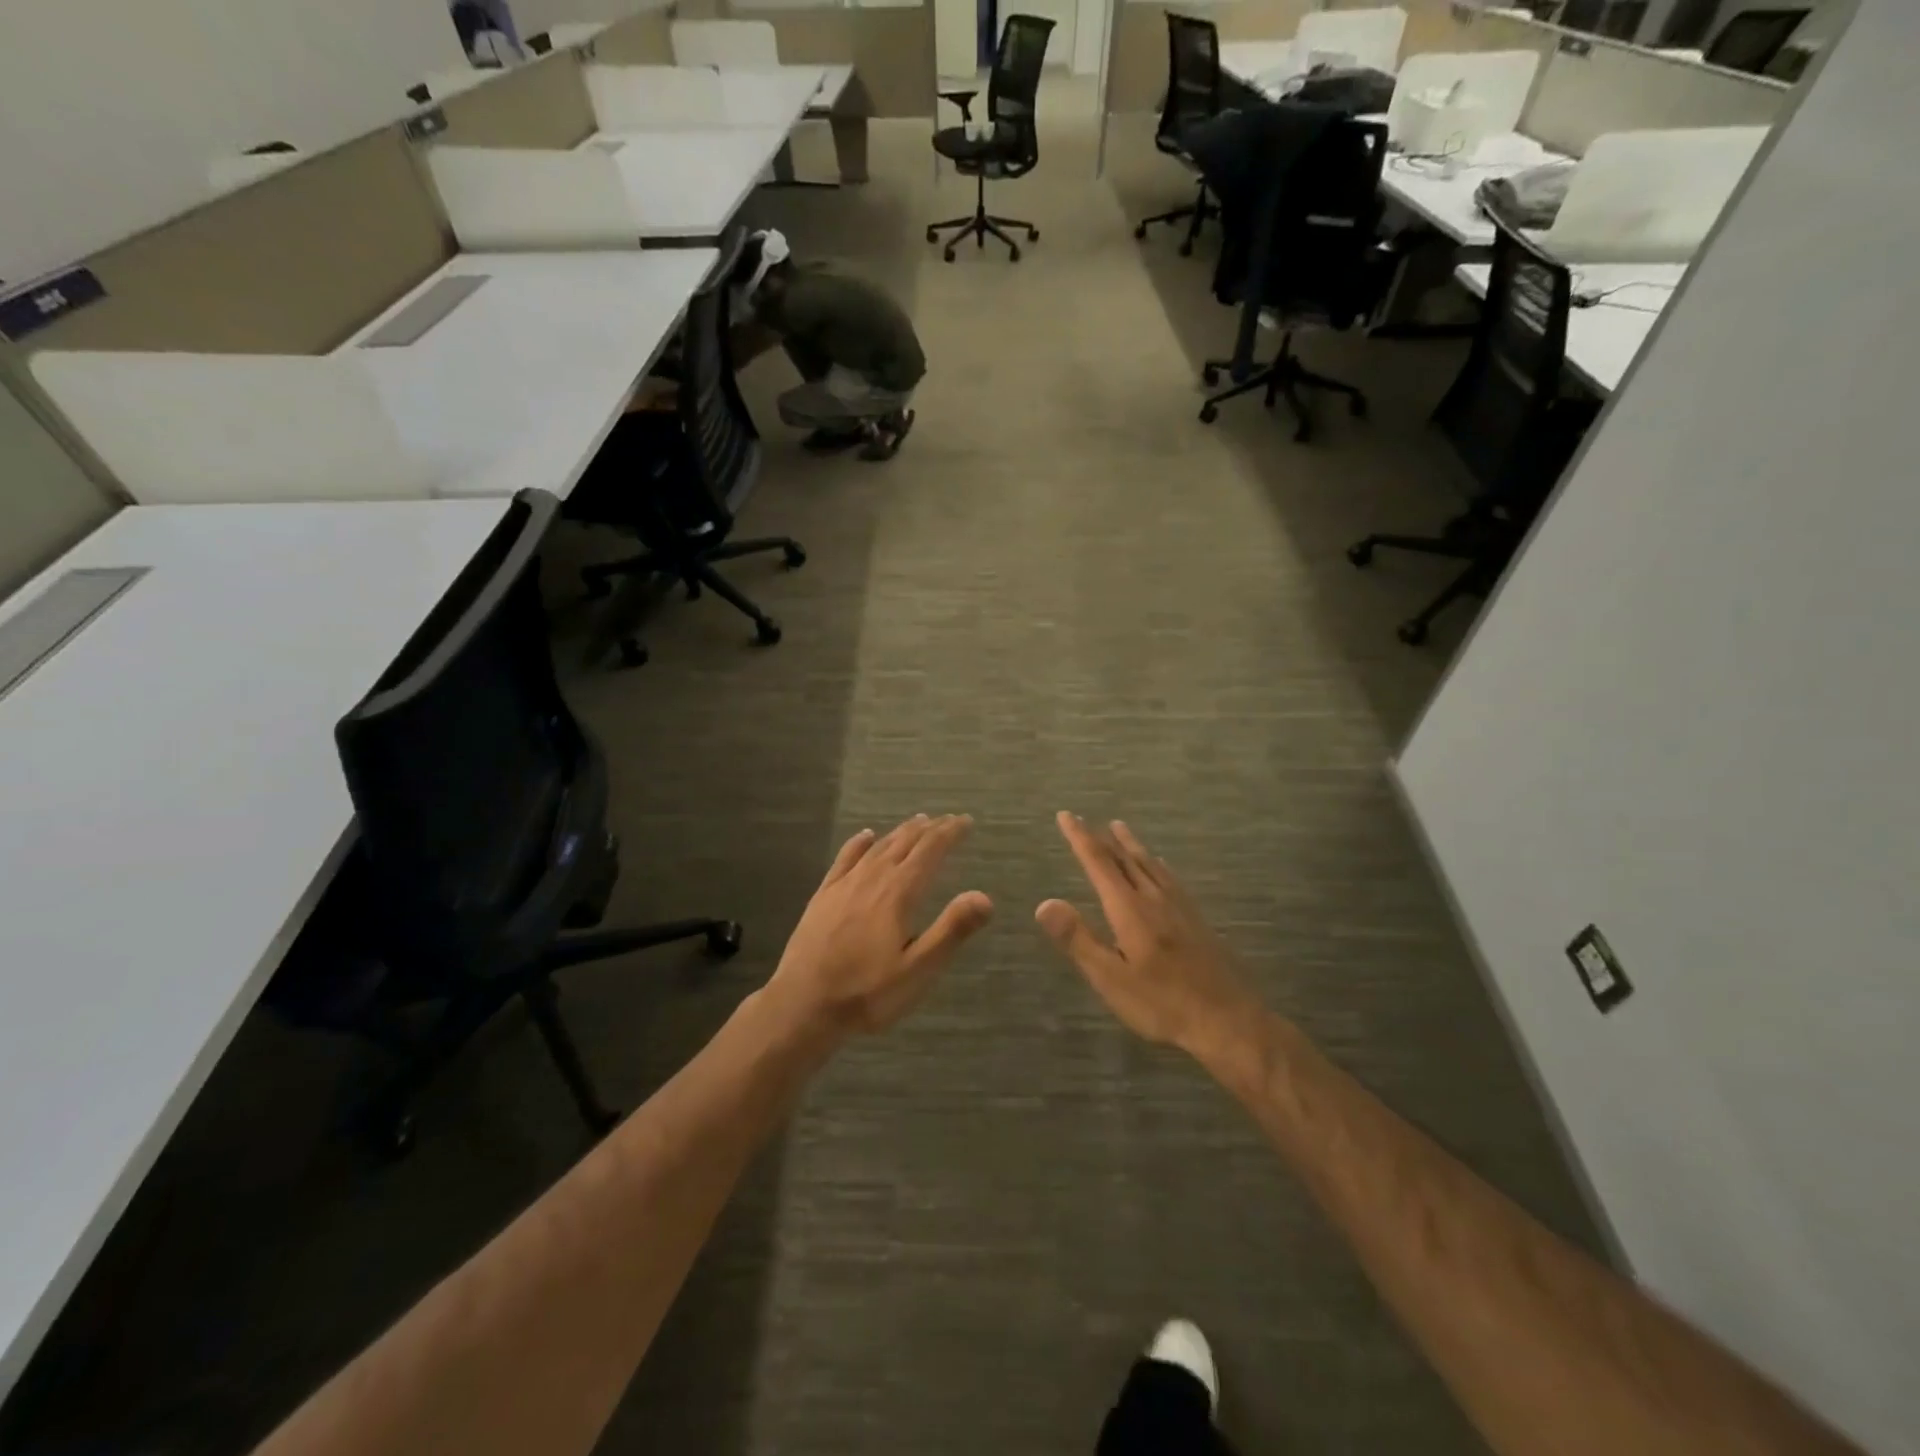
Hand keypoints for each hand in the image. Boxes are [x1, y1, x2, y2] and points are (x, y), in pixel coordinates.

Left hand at [770, 814, 992, 1036]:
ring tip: (917, 822)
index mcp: (898, 894)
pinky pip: (845, 858)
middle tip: (948, 820)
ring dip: (901, 831)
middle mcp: (872, 879)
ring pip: (878, 847)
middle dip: (930, 828)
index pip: (930, 851)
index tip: (966, 821)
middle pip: (905, 842)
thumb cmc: (866, 993)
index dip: (950, 833)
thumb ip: (951, 931)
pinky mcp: (823, 896)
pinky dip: (860, 843)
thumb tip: (985, 897)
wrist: (802, 1005)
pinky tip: (866, 836)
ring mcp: (844, 885)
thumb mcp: (918, 971)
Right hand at [1037, 812, 1259, 1055]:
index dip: (1080, 838)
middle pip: (1126, 858)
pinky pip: (1170, 877)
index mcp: (1130, 909)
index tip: (1065, 815)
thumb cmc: (1162, 1003)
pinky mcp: (1196, 919)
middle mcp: (1154, 898)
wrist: (1229, 1020)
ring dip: (1131, 845)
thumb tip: (1044, 903)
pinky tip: (1161, 867)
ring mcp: (1180, 907)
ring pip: (1150, 864)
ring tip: (1120, 828)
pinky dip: (1156, 864)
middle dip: (1103, 838)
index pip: (1099, 863)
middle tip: (1086, 819)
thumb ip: (1078, 939)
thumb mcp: (1111, 978)